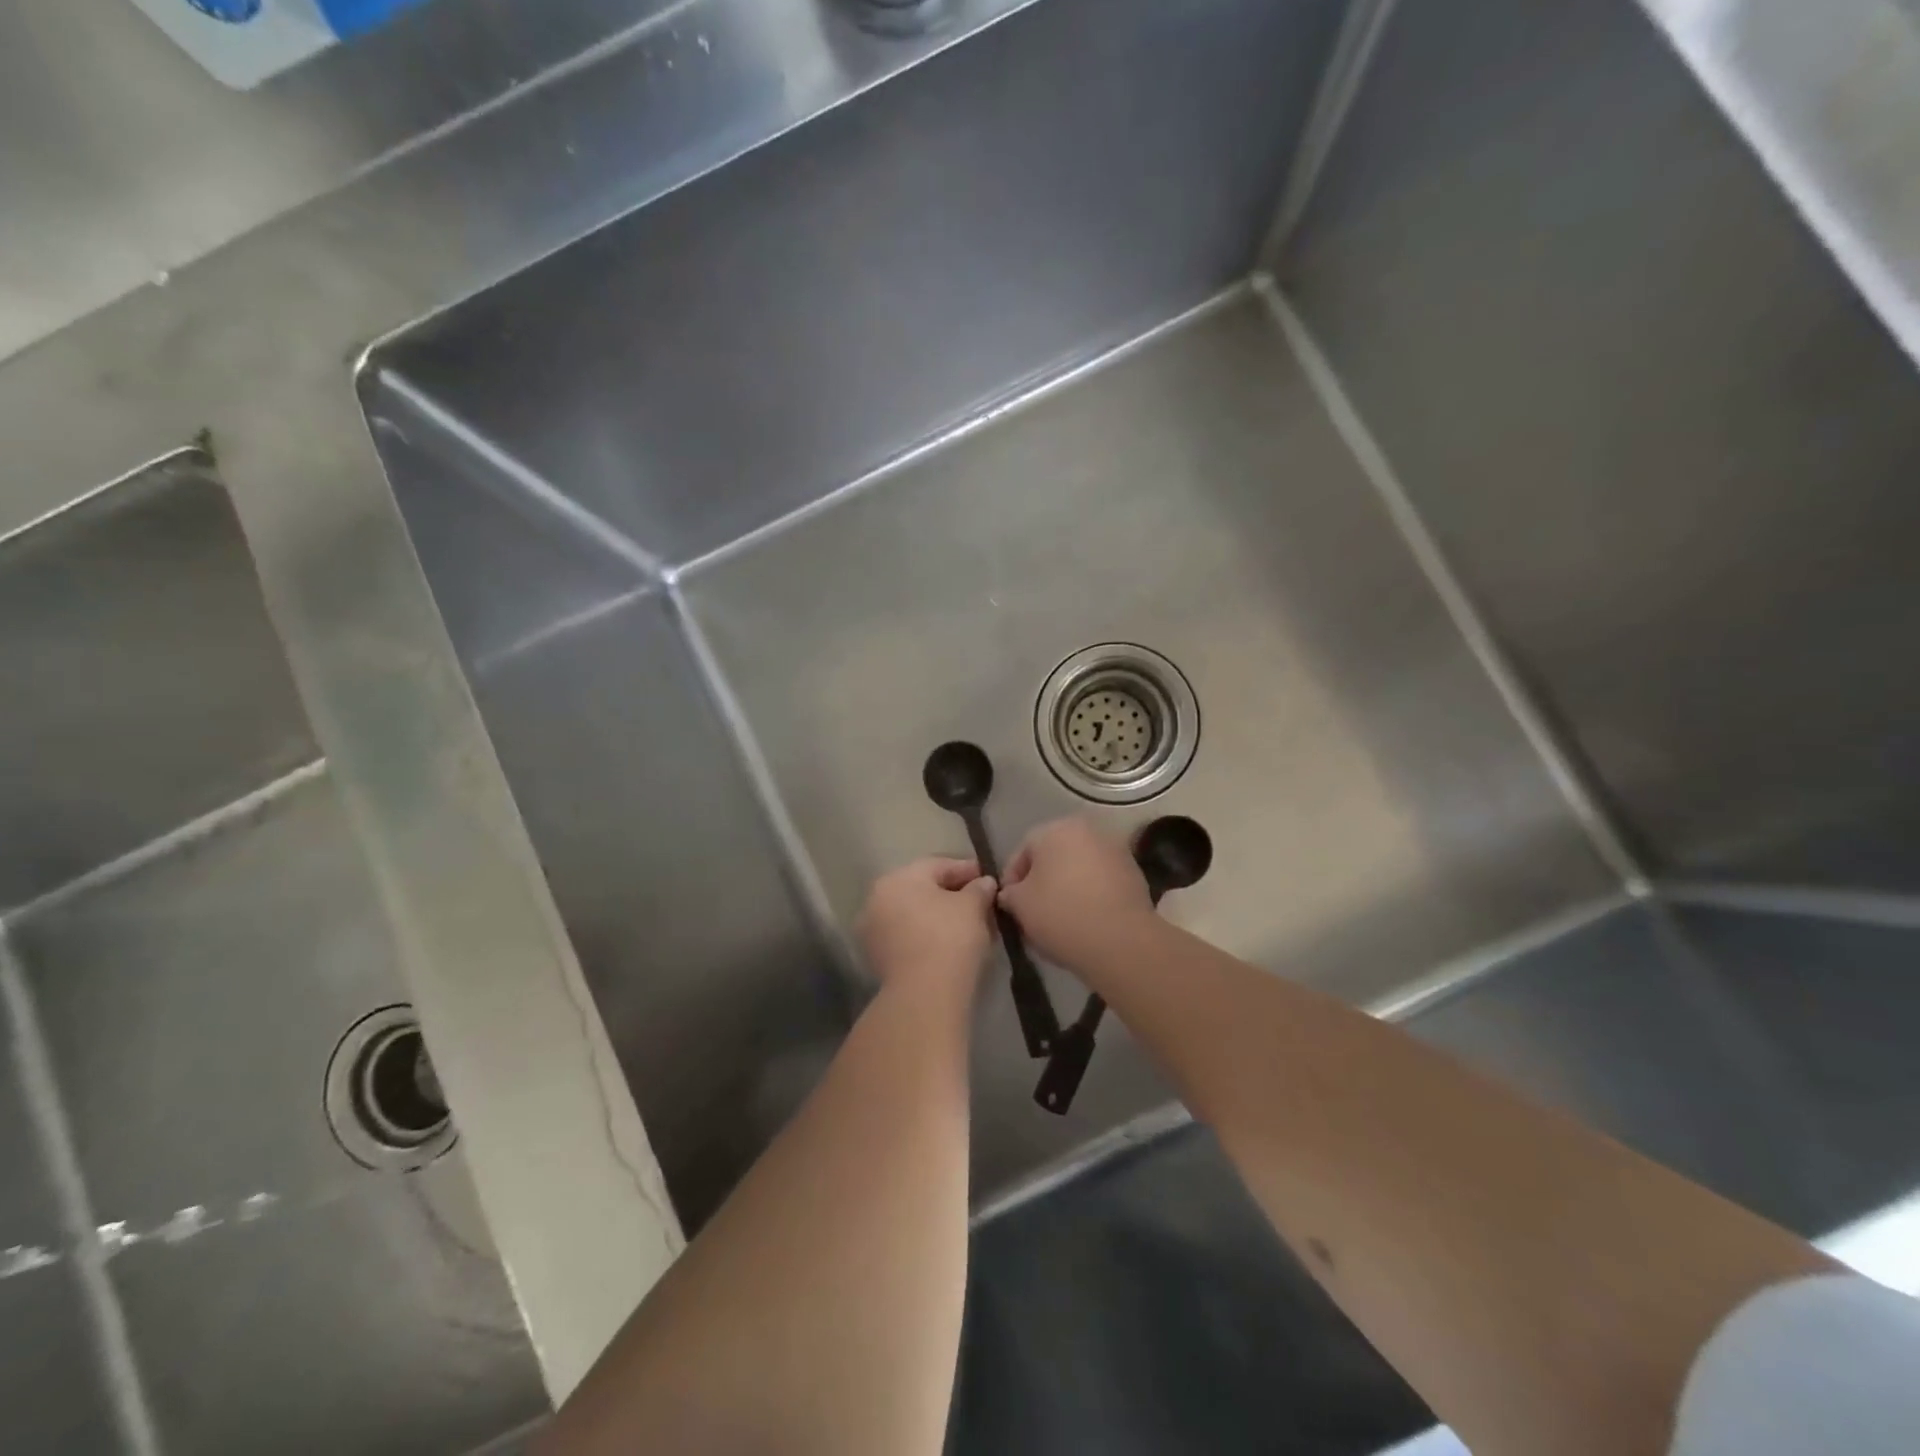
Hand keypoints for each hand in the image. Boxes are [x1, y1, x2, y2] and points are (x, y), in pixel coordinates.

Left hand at [857, 857, 996, 988]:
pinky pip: (909, 937)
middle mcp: (878, 899)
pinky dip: (929, 936)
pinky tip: (952, 945)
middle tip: (981, 902)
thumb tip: (984, 883)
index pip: (938, 866)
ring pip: (915, 915)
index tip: (988, 878)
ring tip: (971, 926)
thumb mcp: (973, 906)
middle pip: (923, 890)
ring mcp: (873, 931)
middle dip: (953, 894)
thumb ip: (979, 889)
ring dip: (940, 917)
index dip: (967, 870)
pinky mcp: (878, 959)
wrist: (924, 994)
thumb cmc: (949, 937)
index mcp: (898, 878)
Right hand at [997, 818, 1154, 971]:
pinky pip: (1101, 882)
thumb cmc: (1061, 914)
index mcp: (1056, 829)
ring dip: (1067, 887)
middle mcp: (1087, 830)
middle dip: (1041, 881)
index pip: (1023, 850)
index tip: (1009, 904)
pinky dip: (1090, 895)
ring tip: (1059, 919)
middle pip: (1054, 856)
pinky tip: (1085, 920)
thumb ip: (1010, 893)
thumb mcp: (1020, 905)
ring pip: (1079, 868)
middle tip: (1032, 911)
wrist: (1121, 941)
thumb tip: (1011, 894)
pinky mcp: (1134, 873)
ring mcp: (1115, 850)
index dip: (1012, 878)